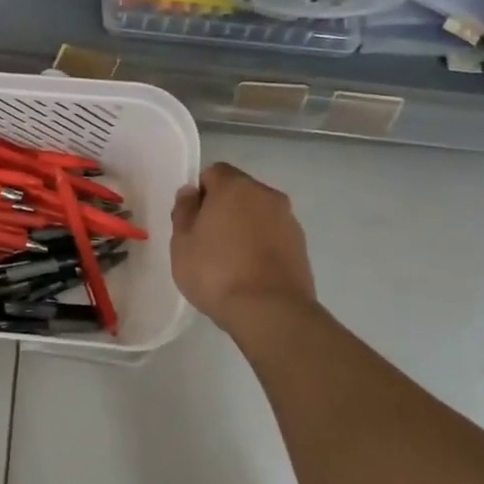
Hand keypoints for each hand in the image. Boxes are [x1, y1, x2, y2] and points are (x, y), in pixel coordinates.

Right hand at [171, 163, 316, 329]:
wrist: (270, 311)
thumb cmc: (215, 272)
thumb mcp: (182, 243)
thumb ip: (184, 211)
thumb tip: (191, 193)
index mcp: (235, 186)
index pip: (213, 172)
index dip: (200, 193)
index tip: (192, 220)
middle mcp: (266, 195)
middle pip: (239, 192)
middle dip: (223, 209)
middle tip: (207, 241)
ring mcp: (288, 220)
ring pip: (258, 214)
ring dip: (244, 227)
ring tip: (230, 261)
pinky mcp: (301, 246)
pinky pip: (273, 235)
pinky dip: (261, 245)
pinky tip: (250, 273)